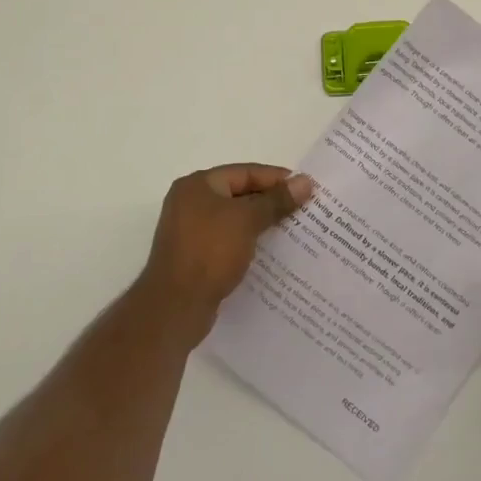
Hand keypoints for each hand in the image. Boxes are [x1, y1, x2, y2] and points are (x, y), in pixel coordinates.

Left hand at [139, 164, 313, 341]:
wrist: (174, 307)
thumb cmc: (210, 252)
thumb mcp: (247, 220)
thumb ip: (276, 200)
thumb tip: (305, 181)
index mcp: (197, 185)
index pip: (244, 172)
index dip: (276, 178)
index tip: (305, 187)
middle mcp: (190, 202)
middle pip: (239, 194)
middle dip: (271, 201)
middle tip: (304, 209)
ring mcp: (190, 231)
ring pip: (235, 219)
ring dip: (261, 223)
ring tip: (293, 230)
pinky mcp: (194, 256)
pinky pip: (228, 240)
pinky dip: (248, 242)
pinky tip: (271, 252)